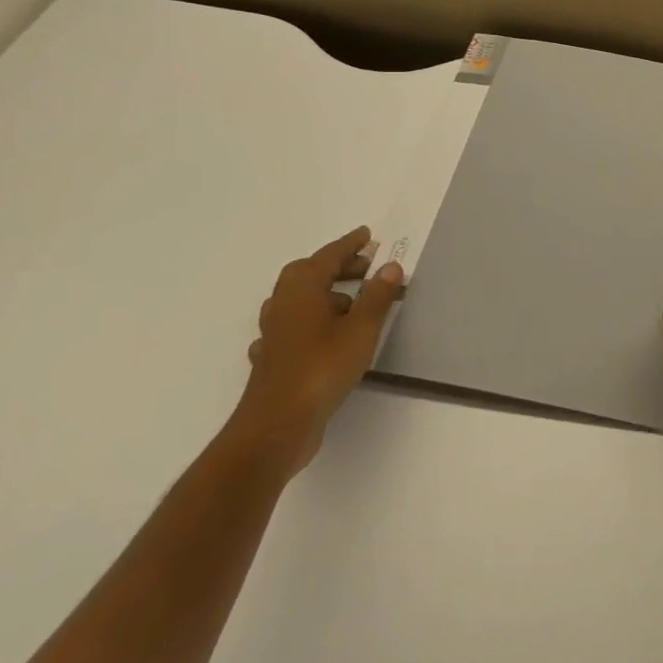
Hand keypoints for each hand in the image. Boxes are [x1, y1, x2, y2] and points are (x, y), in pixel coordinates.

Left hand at [230, 226, 405, 477]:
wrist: (276, 426)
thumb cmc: (321, 368)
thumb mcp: (361, 328)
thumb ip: (377, 295)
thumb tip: (389, 266)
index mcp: (302, 289)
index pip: (328, 256)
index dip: (350, 245)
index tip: (368, 235)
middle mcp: (283, 305)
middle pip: (309, 275)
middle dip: (338, 268)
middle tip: (366, 268)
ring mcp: (274, 334)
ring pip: (300, 302)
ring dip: (325, 295)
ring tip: (354, 302)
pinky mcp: (273, 361)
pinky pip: (294, 329)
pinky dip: (312, 324)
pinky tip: (324, 336)